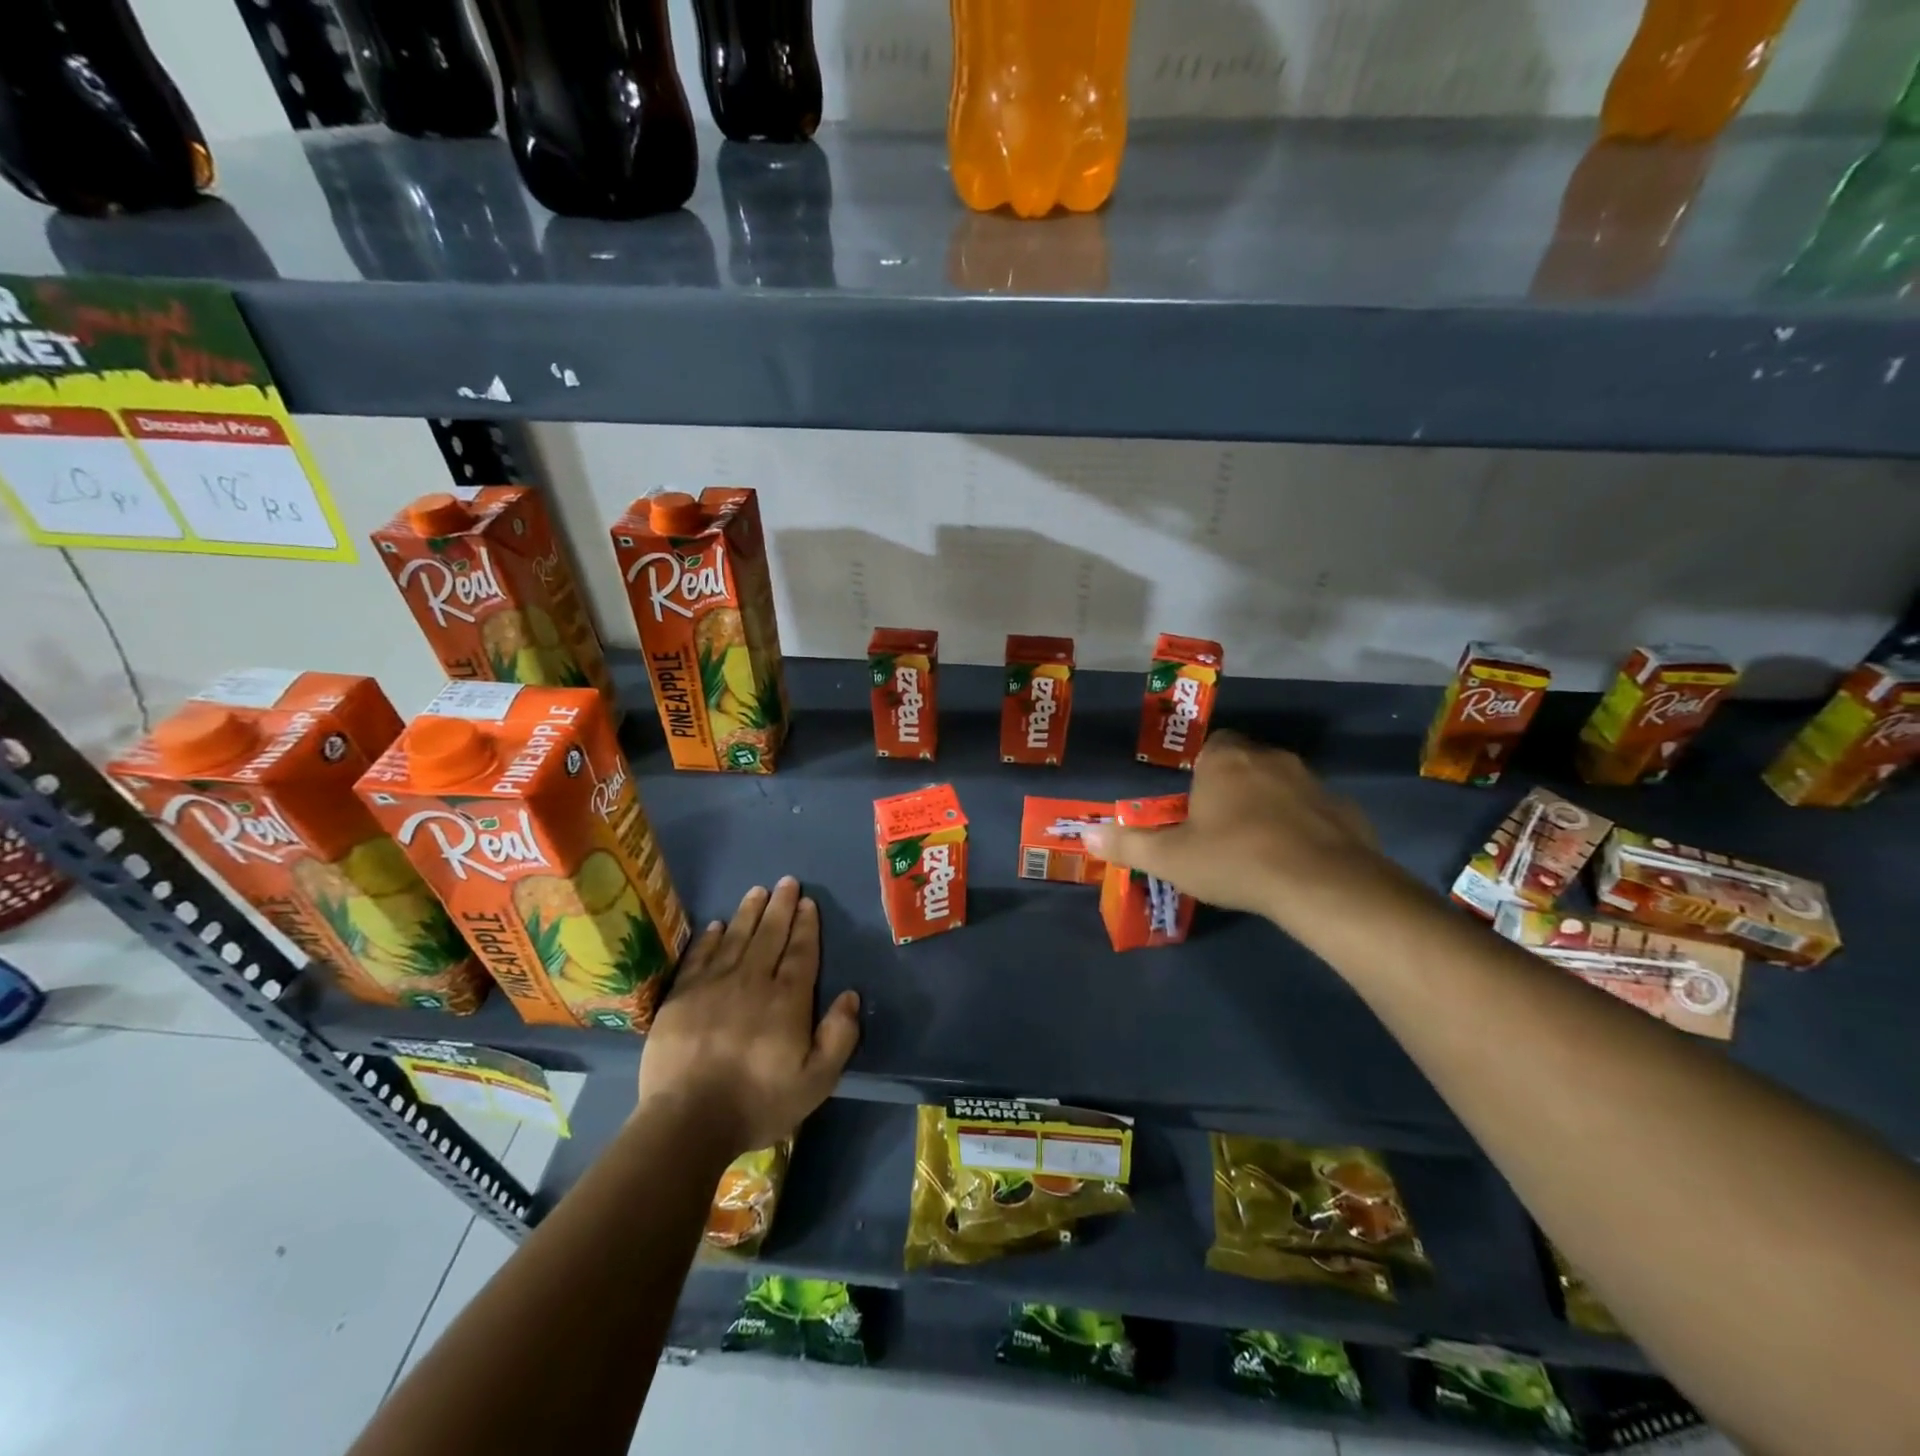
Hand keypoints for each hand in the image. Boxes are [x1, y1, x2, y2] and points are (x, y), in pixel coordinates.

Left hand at [638, 877, 860, 1157]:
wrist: (687, 1121)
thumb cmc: (758, 1102)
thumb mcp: (816, 1081)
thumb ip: (839, 1036)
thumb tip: (850, 995)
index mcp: (787, 999)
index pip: (801, 952)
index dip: (806, 926)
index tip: (809, 902)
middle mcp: (753, 981)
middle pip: (770, 935)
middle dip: (781, 907)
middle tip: (787, 882)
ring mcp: (713, 985)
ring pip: (736, 938)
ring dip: (749, 912)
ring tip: (758, 891)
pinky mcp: (681, 997)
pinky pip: (700, 956)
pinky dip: (710, 938)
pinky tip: (716, 925)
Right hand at [1086, 731, 1397, 929]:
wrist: (1322, 884)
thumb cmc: (1235, 859)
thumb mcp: (1170, 858)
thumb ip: (1127, 844)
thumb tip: (1085, 833)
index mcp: (1225, 761)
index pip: (1213, 745)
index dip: (1203, 769)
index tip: (1197, 802)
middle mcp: (1270, 759)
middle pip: (1248, 761)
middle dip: (1236, 785)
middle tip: (1222, 825)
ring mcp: (1313, 782)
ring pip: (1284, 784)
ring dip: (1271, 804)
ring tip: (1259, 844)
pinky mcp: (1345, 809)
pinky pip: (1317, 811)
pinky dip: (1305, 827)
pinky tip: (1297, 859)